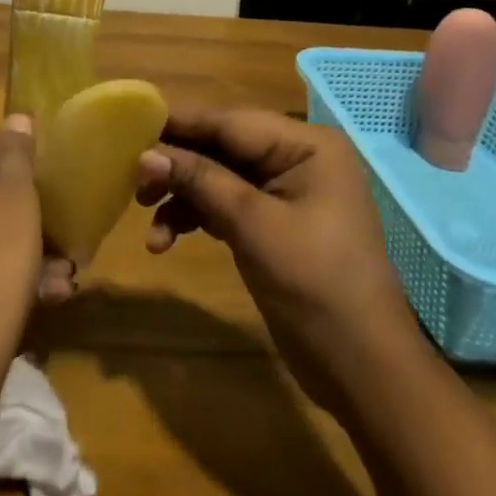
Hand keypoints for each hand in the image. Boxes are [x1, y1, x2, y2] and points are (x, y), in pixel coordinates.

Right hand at [135, 104, 418, 408]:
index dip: (179, 124)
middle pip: (220, 147)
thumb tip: (145, 153)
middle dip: (177, 165)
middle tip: (133, 181)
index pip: (230, 122)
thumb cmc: (316, 287)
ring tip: (146, 219)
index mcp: (306, 144)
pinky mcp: (272, 222)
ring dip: (181, 197)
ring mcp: (285, 191)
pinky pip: (224, 205)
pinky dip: (196, 218)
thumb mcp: (254, 227)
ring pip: (217, 177)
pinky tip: (165, 241)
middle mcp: (296, 157)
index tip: (131, 125)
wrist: (364, 374)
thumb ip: (200, 181)